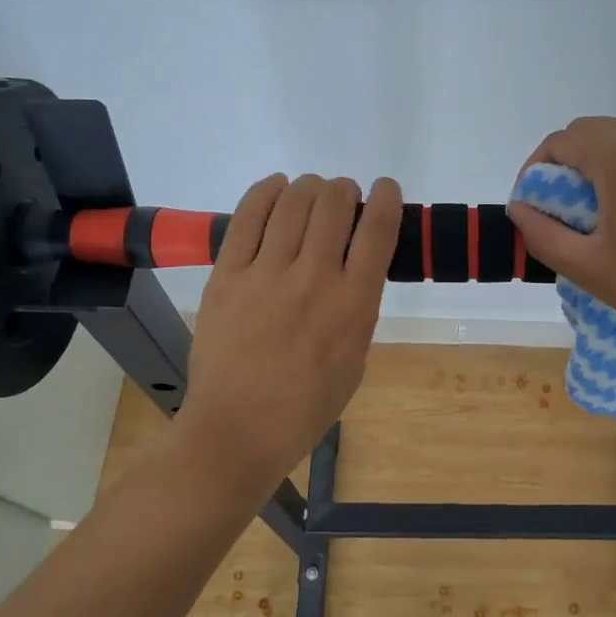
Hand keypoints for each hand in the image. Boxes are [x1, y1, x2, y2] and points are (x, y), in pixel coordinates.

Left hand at [179, 172, 402, 490]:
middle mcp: (314, 279)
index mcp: (353, 304)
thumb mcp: (355, 357)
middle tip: (343, 198)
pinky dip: (267, 191)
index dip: (387, 197)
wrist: (237, 429)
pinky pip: (248, 216)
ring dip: (310, 187)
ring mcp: (266, 274)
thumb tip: (355, 263)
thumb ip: (358, 306)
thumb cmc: (306, 405)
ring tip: (311, 192)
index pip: (378, 229)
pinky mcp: (227, 274)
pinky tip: (277, 187)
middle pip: (335, 204)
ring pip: (294, 202)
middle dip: (345, 190)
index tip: (386, 189)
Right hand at [506, 117, 615, 362]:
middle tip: (555, 218)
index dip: (533, 173)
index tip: (530, 212)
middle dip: (561, 170)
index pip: (558, 143)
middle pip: (588, 135)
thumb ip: (543, 234)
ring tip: (590, 225)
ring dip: (592, 173)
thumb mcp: (590, 269)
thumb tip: (520, 208)